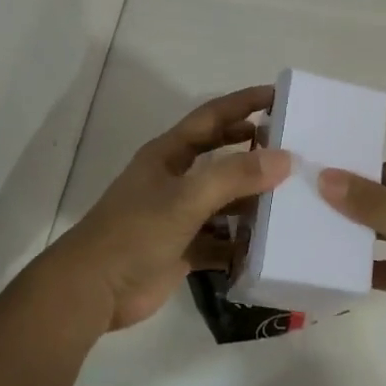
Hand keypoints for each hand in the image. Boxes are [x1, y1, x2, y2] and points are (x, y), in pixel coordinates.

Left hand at [49, 85, 290, 330]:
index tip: (280, 95)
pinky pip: (221, 241)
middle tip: (294, 148)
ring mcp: (179, 215)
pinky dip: (242, 243)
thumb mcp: (186, 198)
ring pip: (225, 200)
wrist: (92, 291)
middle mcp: (175, 179)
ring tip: (293, 199)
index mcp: (169, 154)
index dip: (244, 103)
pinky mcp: (184, 249)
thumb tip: (284, 158)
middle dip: (254, 150)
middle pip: (221, 156)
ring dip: (253, 201)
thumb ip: (234, 176)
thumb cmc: (135, 232)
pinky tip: (270, 246)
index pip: (212, 117)